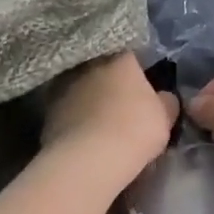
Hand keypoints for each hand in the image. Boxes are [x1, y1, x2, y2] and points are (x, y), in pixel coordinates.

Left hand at [41, 53, 178, 190]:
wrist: (89, 159)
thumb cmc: (135, 130)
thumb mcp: (165, 117)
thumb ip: (166, 101)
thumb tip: (163, 97)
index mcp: (120, 57)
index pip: (131, 54)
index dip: (138, 71)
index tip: (142, 88)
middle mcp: (88, 64)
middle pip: (102, 70)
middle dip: (110, 83)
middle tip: (121, 105)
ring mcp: (63, 85)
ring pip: (81, 89)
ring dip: (89, 100)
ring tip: (100, 123)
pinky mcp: (47, 110)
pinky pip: (67, 110)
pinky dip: (75, 119)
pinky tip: (83, 136)